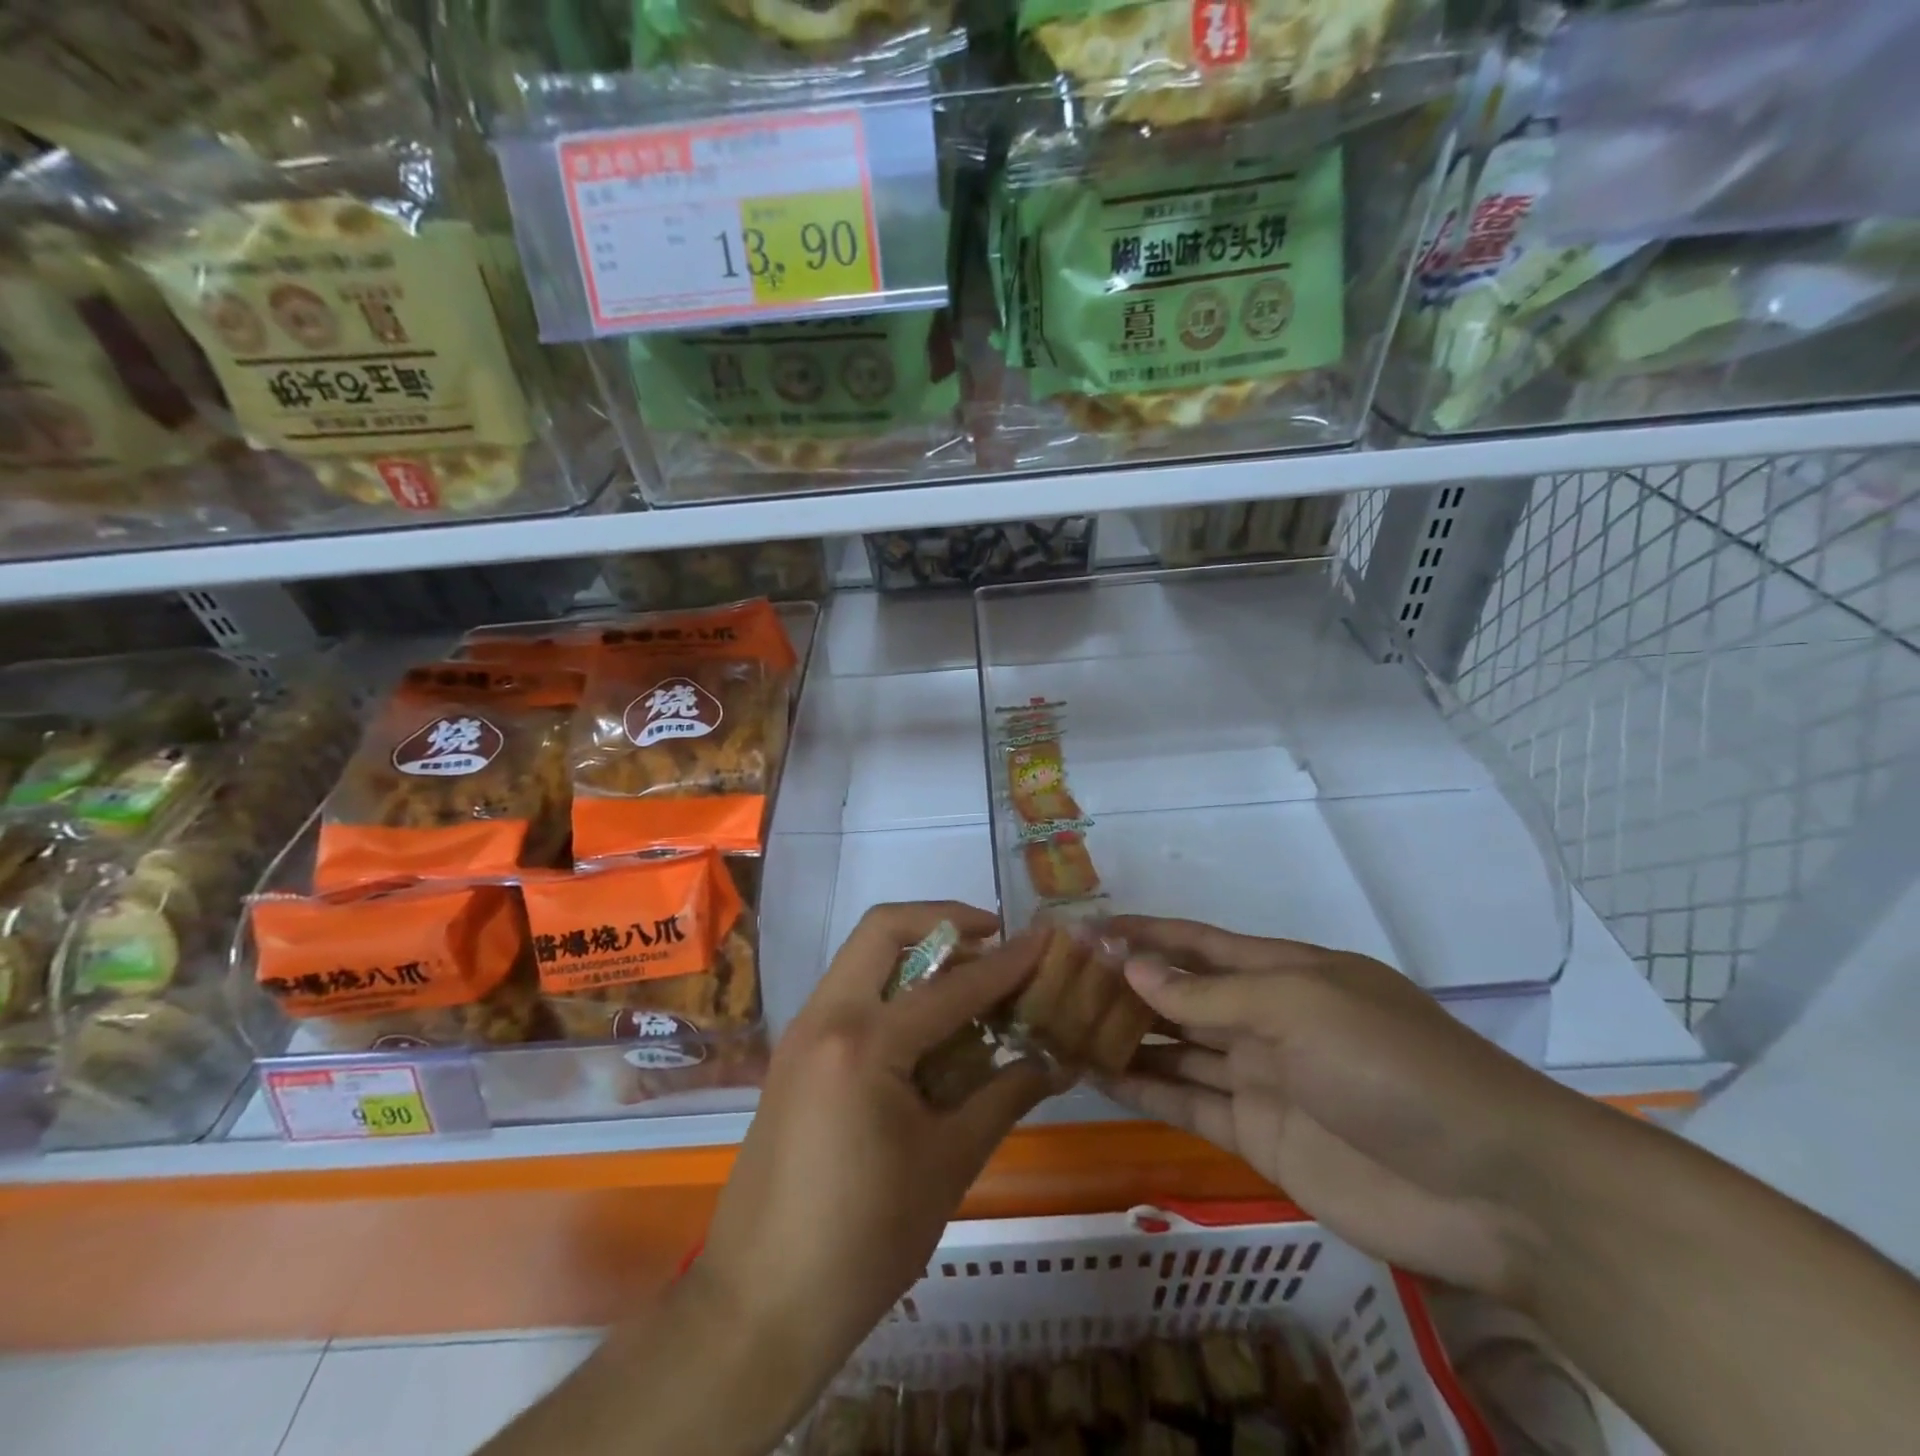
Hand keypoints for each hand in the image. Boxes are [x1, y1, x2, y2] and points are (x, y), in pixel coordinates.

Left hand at [694, 903, 1055, 1427]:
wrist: (759, 1306)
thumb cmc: (863, 1241)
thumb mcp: (946, 1165)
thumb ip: (1003, 1097)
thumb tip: (1053, 1060)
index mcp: (865, 1043)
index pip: (952, 986)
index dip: (1007, 962)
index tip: (1044, 938)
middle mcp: (826, 1018)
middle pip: (883, 930)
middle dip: (942, 919)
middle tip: (991, 937)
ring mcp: (801, 1034)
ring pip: (861, 957)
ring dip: (914, 951)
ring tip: (967, 979)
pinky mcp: (793, 1057)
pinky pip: (847, 994)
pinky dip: (890, 988)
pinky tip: (925, 1025)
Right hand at [1100, 916, 1600, 1305]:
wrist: (1489, 1187)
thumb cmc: (1391, 1065)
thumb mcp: (1298, 1008)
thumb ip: (1210, 995)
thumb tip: (1132, 967)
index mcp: (1283, 972)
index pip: (1197, 943)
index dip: (1144, 933)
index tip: (1085, 928)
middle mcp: (1264, 1019)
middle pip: (1179, 995)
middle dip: (1124, 984)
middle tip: (1056, 978)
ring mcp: (1258, 1078)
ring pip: (1174, 1048)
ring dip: (1124, 1035)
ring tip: (1061, 1022)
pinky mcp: (1255, 1136)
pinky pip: (1185, 1103)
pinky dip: (1141, 1087)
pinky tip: (1093, 1073)